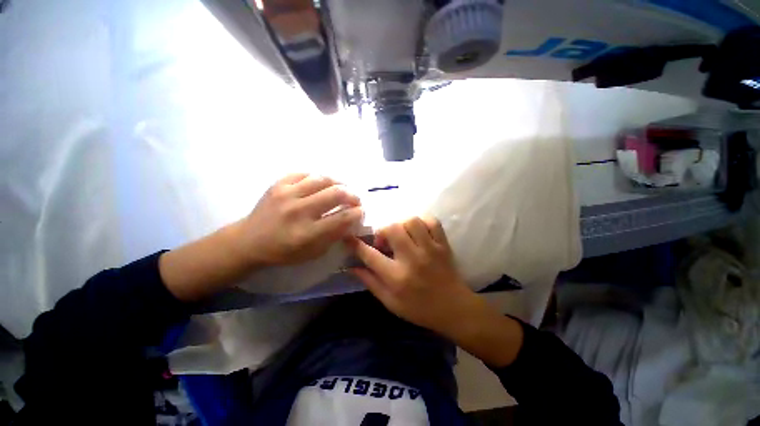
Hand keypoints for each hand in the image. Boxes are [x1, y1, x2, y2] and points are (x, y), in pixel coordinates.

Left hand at [239, 173, 362, 266]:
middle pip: (336, 193)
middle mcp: (298, 211)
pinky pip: (305, 173)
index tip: (361, 211)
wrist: (249, 241)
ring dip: (338, 183)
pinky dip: (318, 178)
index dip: (358, 213)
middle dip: (353, 195)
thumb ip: (334, 236)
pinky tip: (321, 185)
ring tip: (341, 189)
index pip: (342, 218)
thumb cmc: (284, 251)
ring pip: (323, 179)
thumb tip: (351, 219)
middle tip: (355, 200)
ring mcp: (286, 194)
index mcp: (307, 233)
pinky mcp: (278, 184)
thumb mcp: (313, 252)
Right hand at [348, 216, 523, 366]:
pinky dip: (422, 221)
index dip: (356, 244)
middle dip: (383, 231)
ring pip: (412, 221)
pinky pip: (432, 222)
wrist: (454, 309)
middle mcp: (412, 259)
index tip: (348, 237)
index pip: (370, 255)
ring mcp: (430, 249)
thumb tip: (352, 267)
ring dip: (402, 224)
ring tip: (402, 234)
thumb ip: (370, 283)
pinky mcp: (443, 245)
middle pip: (393, 229)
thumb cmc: (419, 309)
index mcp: (397, 277)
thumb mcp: (390, 303)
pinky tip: (418, 230)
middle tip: (385, 240)